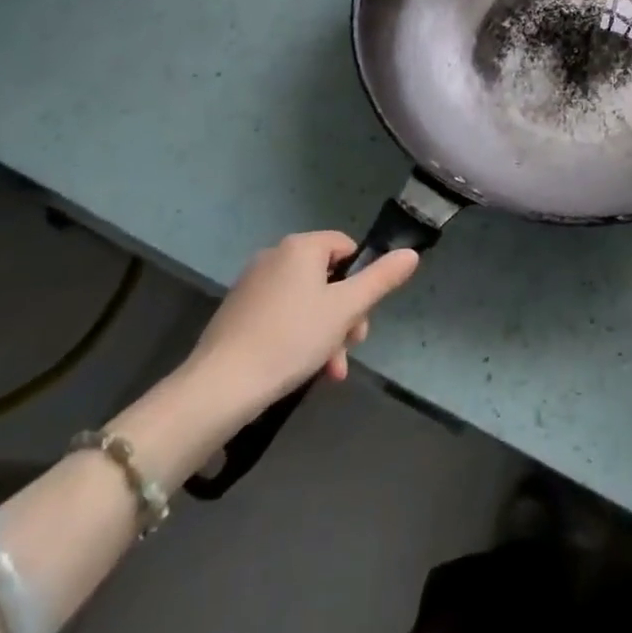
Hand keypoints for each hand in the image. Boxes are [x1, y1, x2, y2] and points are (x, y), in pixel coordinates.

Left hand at [183, 232, 420, 427]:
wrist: (220, 386)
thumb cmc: (291, 338)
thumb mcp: (346, 309)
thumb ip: (381, 279)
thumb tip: (411, 253)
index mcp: (301, 246)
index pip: (346, 247)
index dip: (361, 279)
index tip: (362, 316)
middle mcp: (274, 256)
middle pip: (326, 278)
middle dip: (344, 315)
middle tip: (349, 348)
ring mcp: (251, 285)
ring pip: (305, 302)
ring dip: (325, 333)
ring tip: (328, 372)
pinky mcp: (236, 313)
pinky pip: (280, 316)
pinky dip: (297, 337)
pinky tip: (301, 369)